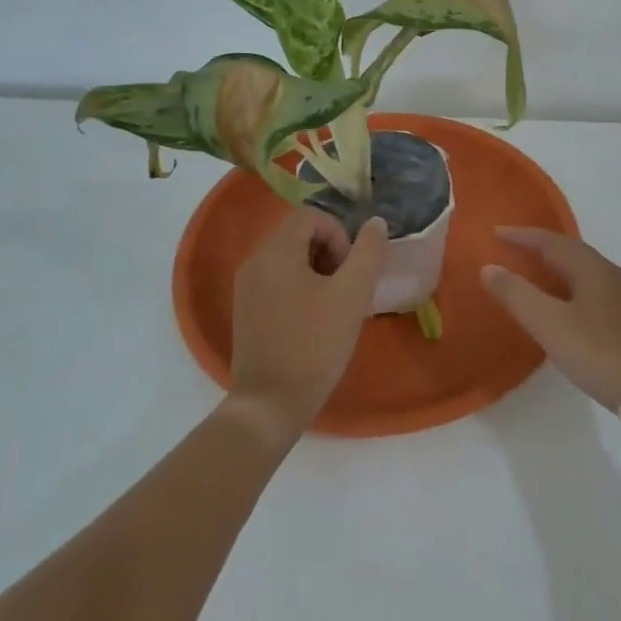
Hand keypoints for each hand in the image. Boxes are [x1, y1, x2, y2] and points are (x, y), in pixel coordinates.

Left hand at [227, 208, 387, 443]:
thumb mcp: (351, 295)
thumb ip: (368, 252)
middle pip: (298, 234)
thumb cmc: (314, 346)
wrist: (270, 405)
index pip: (311, 215)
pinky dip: (299, 288)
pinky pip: (277, 281)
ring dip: (317, 271)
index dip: (339, 234)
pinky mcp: (245, 310)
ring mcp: (246, 287)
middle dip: (329, 253)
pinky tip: (314, 320)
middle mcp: (254, 261)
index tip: (351, 269)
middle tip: (346, 288)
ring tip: (334, 306)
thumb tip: (375, 223)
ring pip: (288, 259)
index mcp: (276, 251)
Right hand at [481, 227, 620, 414]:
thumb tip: (489, 267)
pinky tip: (563, 307)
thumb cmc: (599, 352)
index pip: (550, 241)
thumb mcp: (549, 324)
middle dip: (539, 248)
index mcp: (591, 268)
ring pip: (583, 271)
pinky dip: (569, 287)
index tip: (496, 233)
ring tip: (533, 275)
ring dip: (556, 268)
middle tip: (511, 250)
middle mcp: (610, 273)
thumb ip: (517, 294)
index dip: (521, 236)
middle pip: (570, 251)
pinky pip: (592, 289)